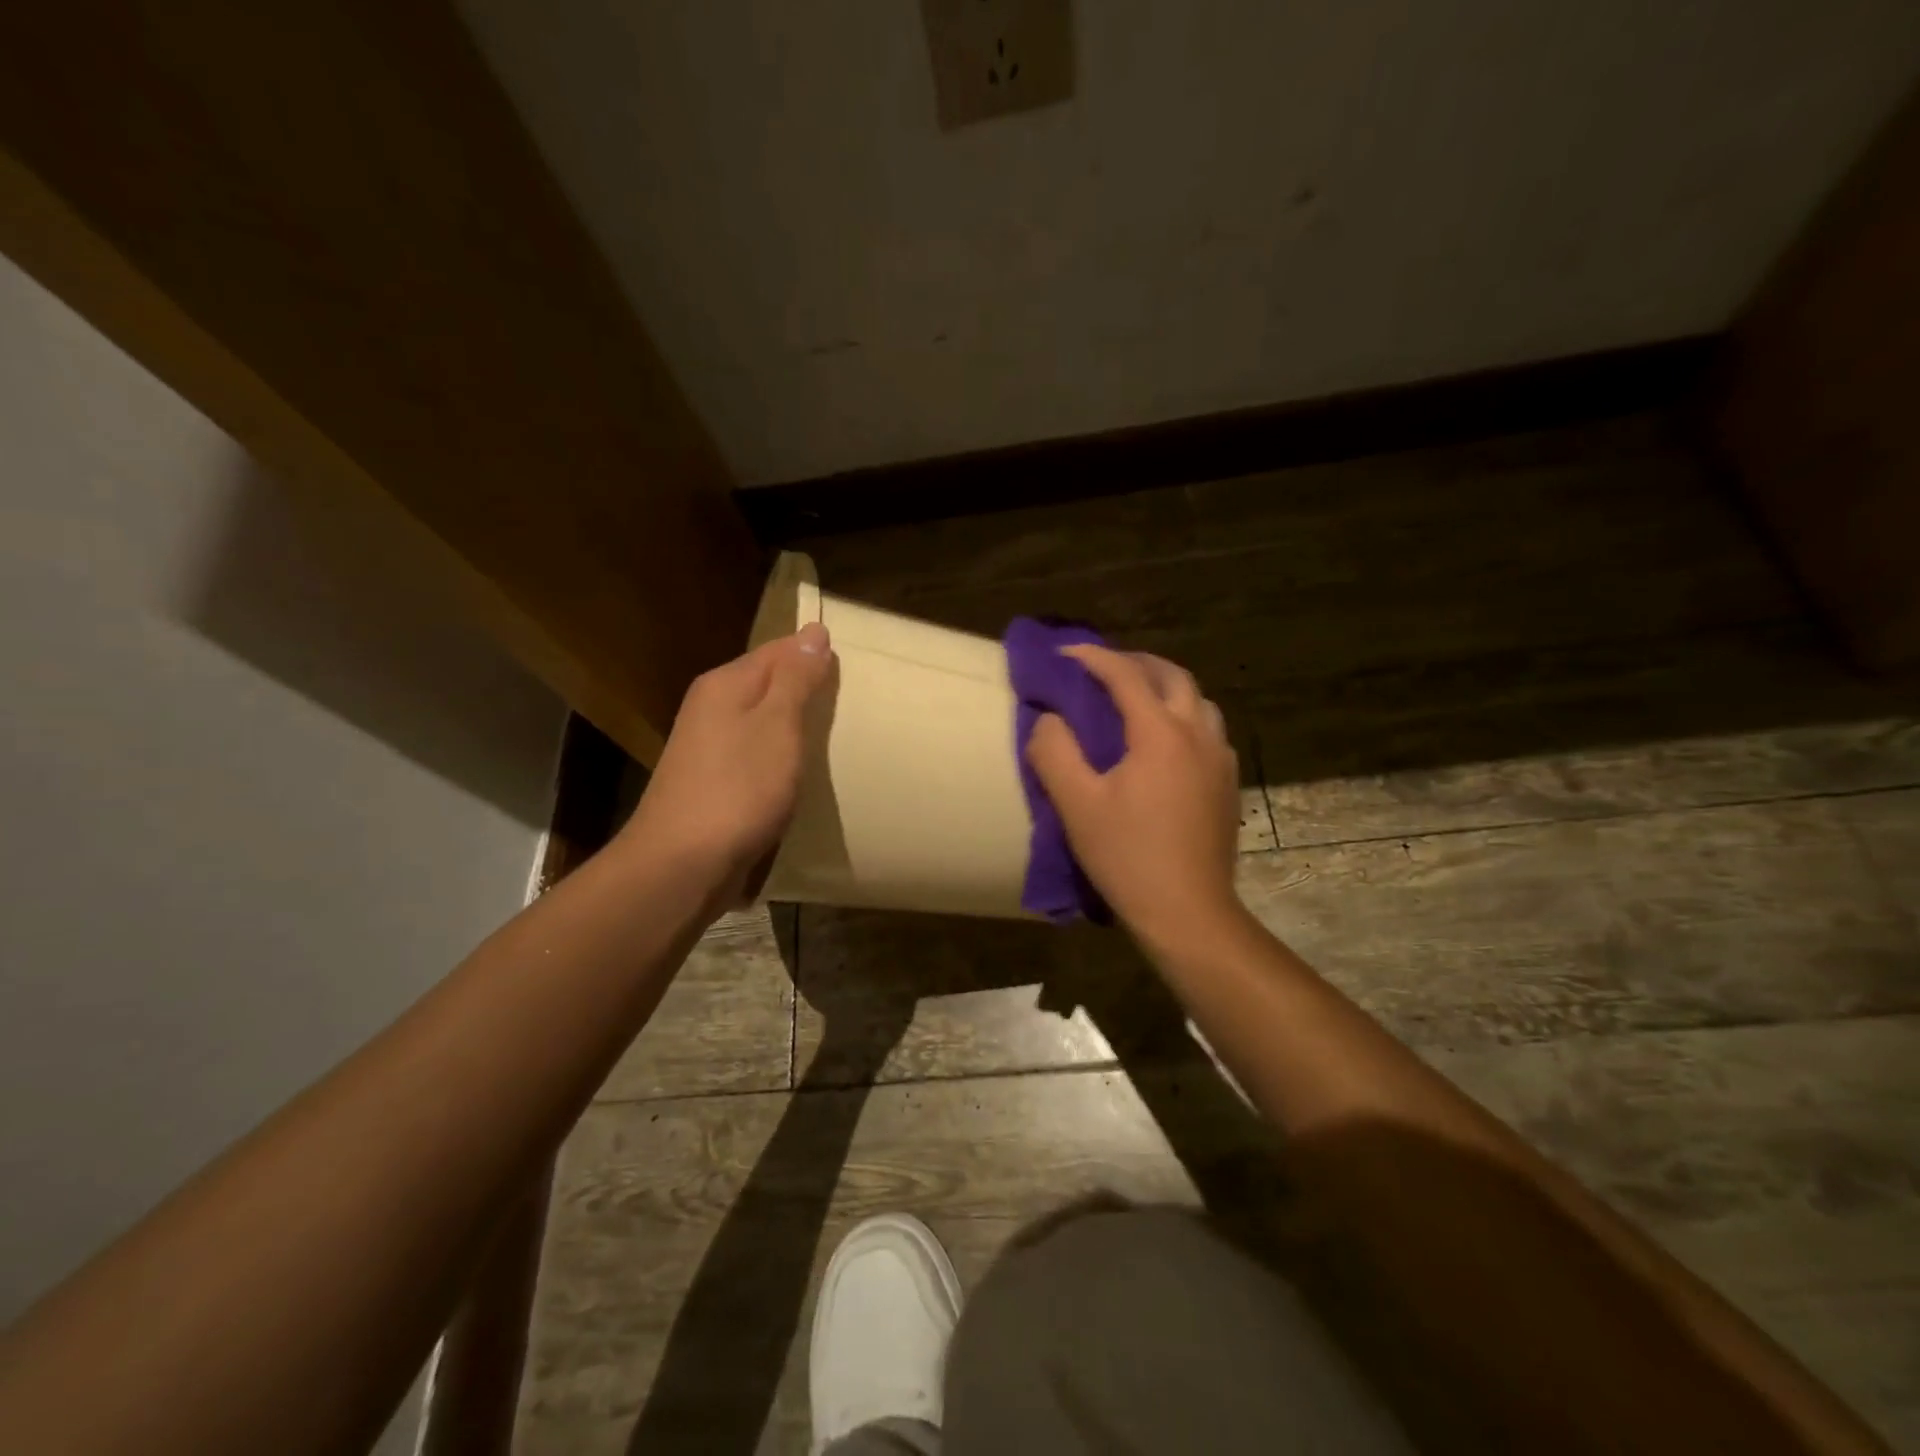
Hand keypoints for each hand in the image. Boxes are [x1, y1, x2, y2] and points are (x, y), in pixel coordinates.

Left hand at [619, 621, 834, 909]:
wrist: (683, 864)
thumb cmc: (738, 789)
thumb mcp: (777, 725)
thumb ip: (796, 679)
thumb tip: (813, 631)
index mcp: (725, 684)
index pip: (779, 650)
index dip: (815, 653)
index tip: (855, 665)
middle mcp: (711, 708)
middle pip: (768, 684)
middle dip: (807, 689)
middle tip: (853, 700)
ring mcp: (708, 747)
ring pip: (762, 721)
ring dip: (795, 725)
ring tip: (836, 732)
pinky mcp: (713, 783)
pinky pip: (756, 754)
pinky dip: (781, 756)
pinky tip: (801, 770)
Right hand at [1026, 645, 1243, 951]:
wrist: (1188, 912)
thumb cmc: (1128, 857)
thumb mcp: (1076, 805)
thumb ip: (1054, 752)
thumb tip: (1048, 719)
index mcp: (1160, 733)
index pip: (1125, 675)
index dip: (1092, 658)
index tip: (1063, 654)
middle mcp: (1197, 734)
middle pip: (1173, 676)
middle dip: (1136, 663)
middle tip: (1102, 669)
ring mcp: (1220, 759)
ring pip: (1198, 700)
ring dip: (1165, 687)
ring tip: (1136, 700)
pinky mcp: (1227, 784)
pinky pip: (1208, 729)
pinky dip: (1183, 716)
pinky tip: (1165, 742)